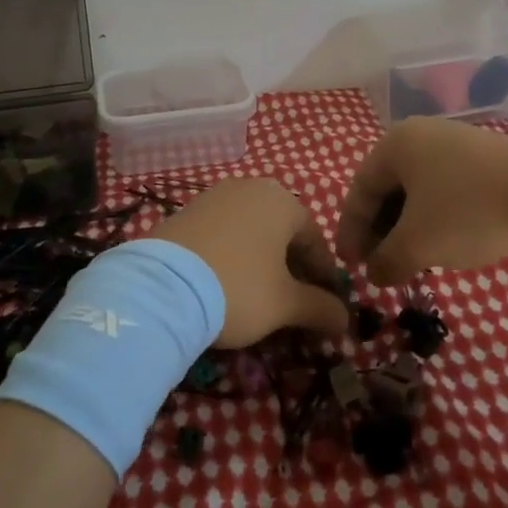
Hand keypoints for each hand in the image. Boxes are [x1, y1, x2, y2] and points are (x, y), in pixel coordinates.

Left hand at [156, 179, 350, 346]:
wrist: (161, 287)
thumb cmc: (238, 288)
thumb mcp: (286, 304)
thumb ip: (320, 308)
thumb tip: (345, 319)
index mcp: (282, 201)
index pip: (315, 239)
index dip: (324, 275)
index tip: (326, 306)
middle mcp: (250, 187)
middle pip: (282, 231)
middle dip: (292, 267)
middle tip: (294, 302)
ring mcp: (214, 196)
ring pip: (251, 230)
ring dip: (261, 260)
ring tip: (258, 294)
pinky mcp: (185, 210)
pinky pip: (222, 232)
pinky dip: (231, 254)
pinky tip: (224, 282)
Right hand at [336, 119, 507, 285]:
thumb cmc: (467, 211)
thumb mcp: (417, 244)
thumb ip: (387, 260)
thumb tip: (374, 274)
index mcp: (396, 144)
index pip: (360, 189)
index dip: (351, 230)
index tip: (349, 265)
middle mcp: (422, 136)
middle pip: (388, 188)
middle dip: (380, 230)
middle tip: (377, 266)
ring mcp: (457, 145)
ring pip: (419, 191)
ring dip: (408, 228)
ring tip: (410, 261)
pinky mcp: (486, 161)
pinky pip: (446, 190)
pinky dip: (435, 219)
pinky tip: (445, 245)